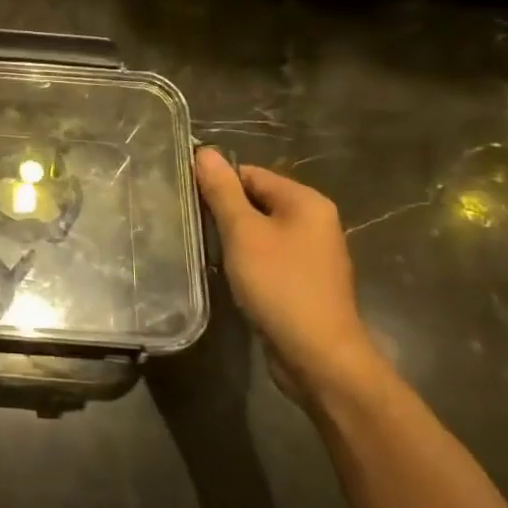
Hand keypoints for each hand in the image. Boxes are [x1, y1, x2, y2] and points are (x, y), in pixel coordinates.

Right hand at [194, 150, 384, 405]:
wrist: (318, 356)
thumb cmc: (279, 285)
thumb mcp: (243, 233)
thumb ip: (223, 192)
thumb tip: (205, 151)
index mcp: (306, 202)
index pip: (251, 174)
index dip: (218, 185)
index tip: (189, 202)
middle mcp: (315, 221)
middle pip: (258, 201)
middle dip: (225, 213)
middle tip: (193, 227)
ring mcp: (313, 253)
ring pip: (262, 231)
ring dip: (235, 239)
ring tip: (208, 252)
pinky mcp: (305, 281)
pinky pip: (270, 257)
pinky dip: (248, 261)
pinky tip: (231, 275)